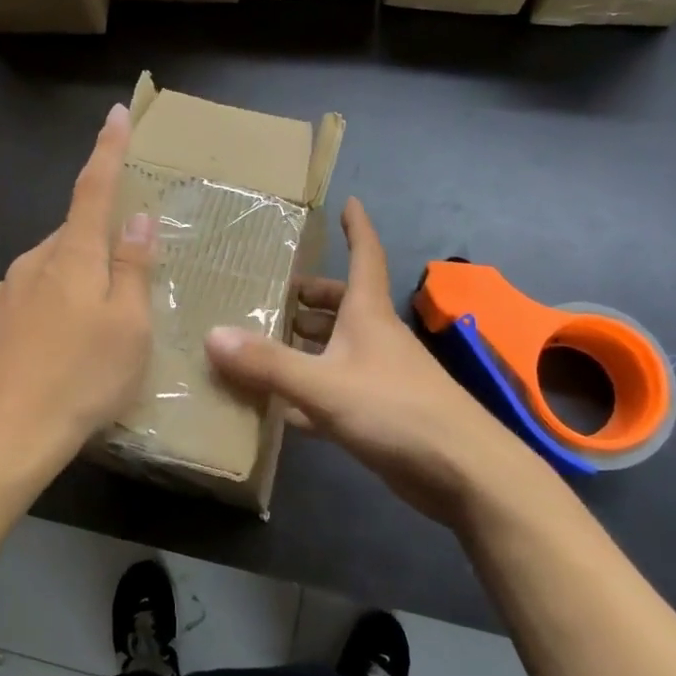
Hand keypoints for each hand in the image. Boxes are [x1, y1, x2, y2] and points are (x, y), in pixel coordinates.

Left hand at [0, 103, 154, 501]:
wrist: (3, 436)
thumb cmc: (82, 379)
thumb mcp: (129, 327)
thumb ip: (134, 268)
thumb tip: (138, 218)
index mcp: (72, 256)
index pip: (94, 188)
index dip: (108, 150)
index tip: (116, 114)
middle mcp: (33, 263)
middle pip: (74, 235)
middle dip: (100, 245)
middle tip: (125, 287)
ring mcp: (4, 294)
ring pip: (51, 270)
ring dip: (75, 283)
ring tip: (94, 333)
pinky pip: (29, 301)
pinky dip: (50, 311)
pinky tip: (57, 352)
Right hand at [205, 199, 533, 527]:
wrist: (463, 472)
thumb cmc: (396, 410)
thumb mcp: (324, 384)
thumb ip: (268, 363)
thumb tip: (212, 335)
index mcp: (368, 315)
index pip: (364, 256)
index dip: (356, 229)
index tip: (349, 203)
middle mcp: (376, 338)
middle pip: (344, 304)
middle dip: (313, 296)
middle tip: (275, 293)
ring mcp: (380, 377)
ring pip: (338, 348)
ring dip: (308, 343)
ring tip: (266, 342)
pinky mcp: (380, 414)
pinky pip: (336, 391)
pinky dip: (310, 392)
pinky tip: (282, 407)